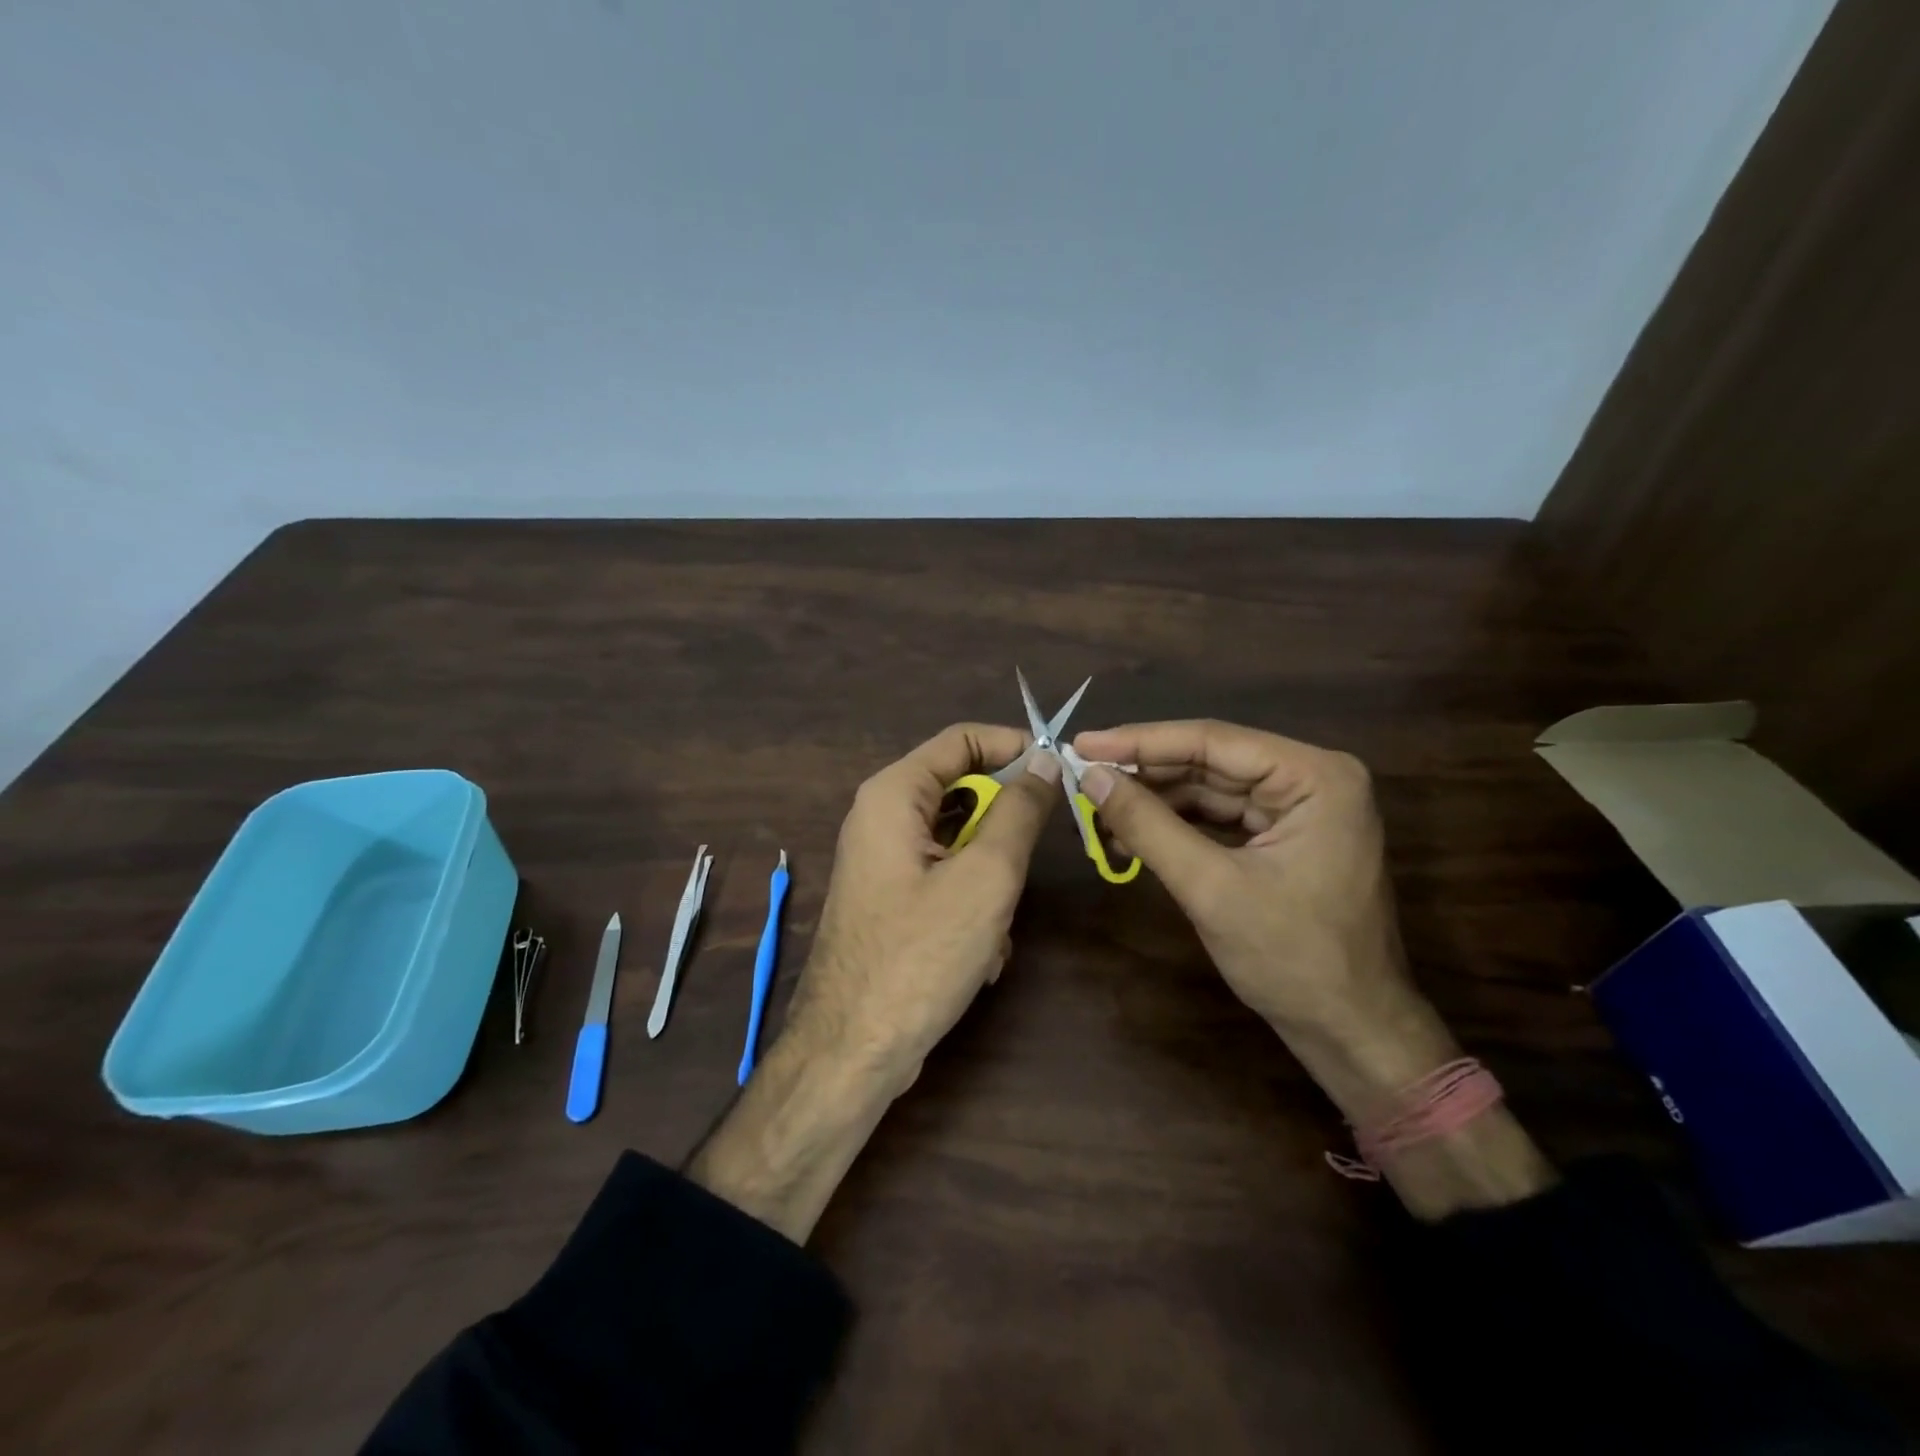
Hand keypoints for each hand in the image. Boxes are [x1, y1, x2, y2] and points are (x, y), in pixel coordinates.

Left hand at [688, 724, 1057, 1241]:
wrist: (854, 1050)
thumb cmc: (920, 955)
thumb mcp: (985, 877)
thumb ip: (1019, 811)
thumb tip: (1043, 759)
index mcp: (893, 795)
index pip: (961, 739)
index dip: (1014, 746)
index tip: (1060, 770)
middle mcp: (881, 817)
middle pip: (961, 790)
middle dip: (1004, 827)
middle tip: (1032, 859)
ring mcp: (884, 860)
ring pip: (960, 841)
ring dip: (992, 876)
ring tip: (999, 920)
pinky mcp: (892, 898)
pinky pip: (946, 877)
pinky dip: (973, 904)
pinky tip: (981, 951)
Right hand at [1072, 720, 1412, 1049]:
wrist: (1350, 1032)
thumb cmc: (1292, 958)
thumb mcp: (1210, 887)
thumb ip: (1148, 825)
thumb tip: (1090, 776)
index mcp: (1315, 776)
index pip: (1212, 741)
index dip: (1140, 741)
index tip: (1082, 743)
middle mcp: (1311, 778)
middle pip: (1210, 761)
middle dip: (1144, 774)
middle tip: (1082, 777)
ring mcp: (1300, 808)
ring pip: (1210, 788)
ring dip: (1154, 802)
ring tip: (1098, 813)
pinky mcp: (1286, 835)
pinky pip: (1220, 816)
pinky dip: (1175, 825)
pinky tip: (1132, 836)